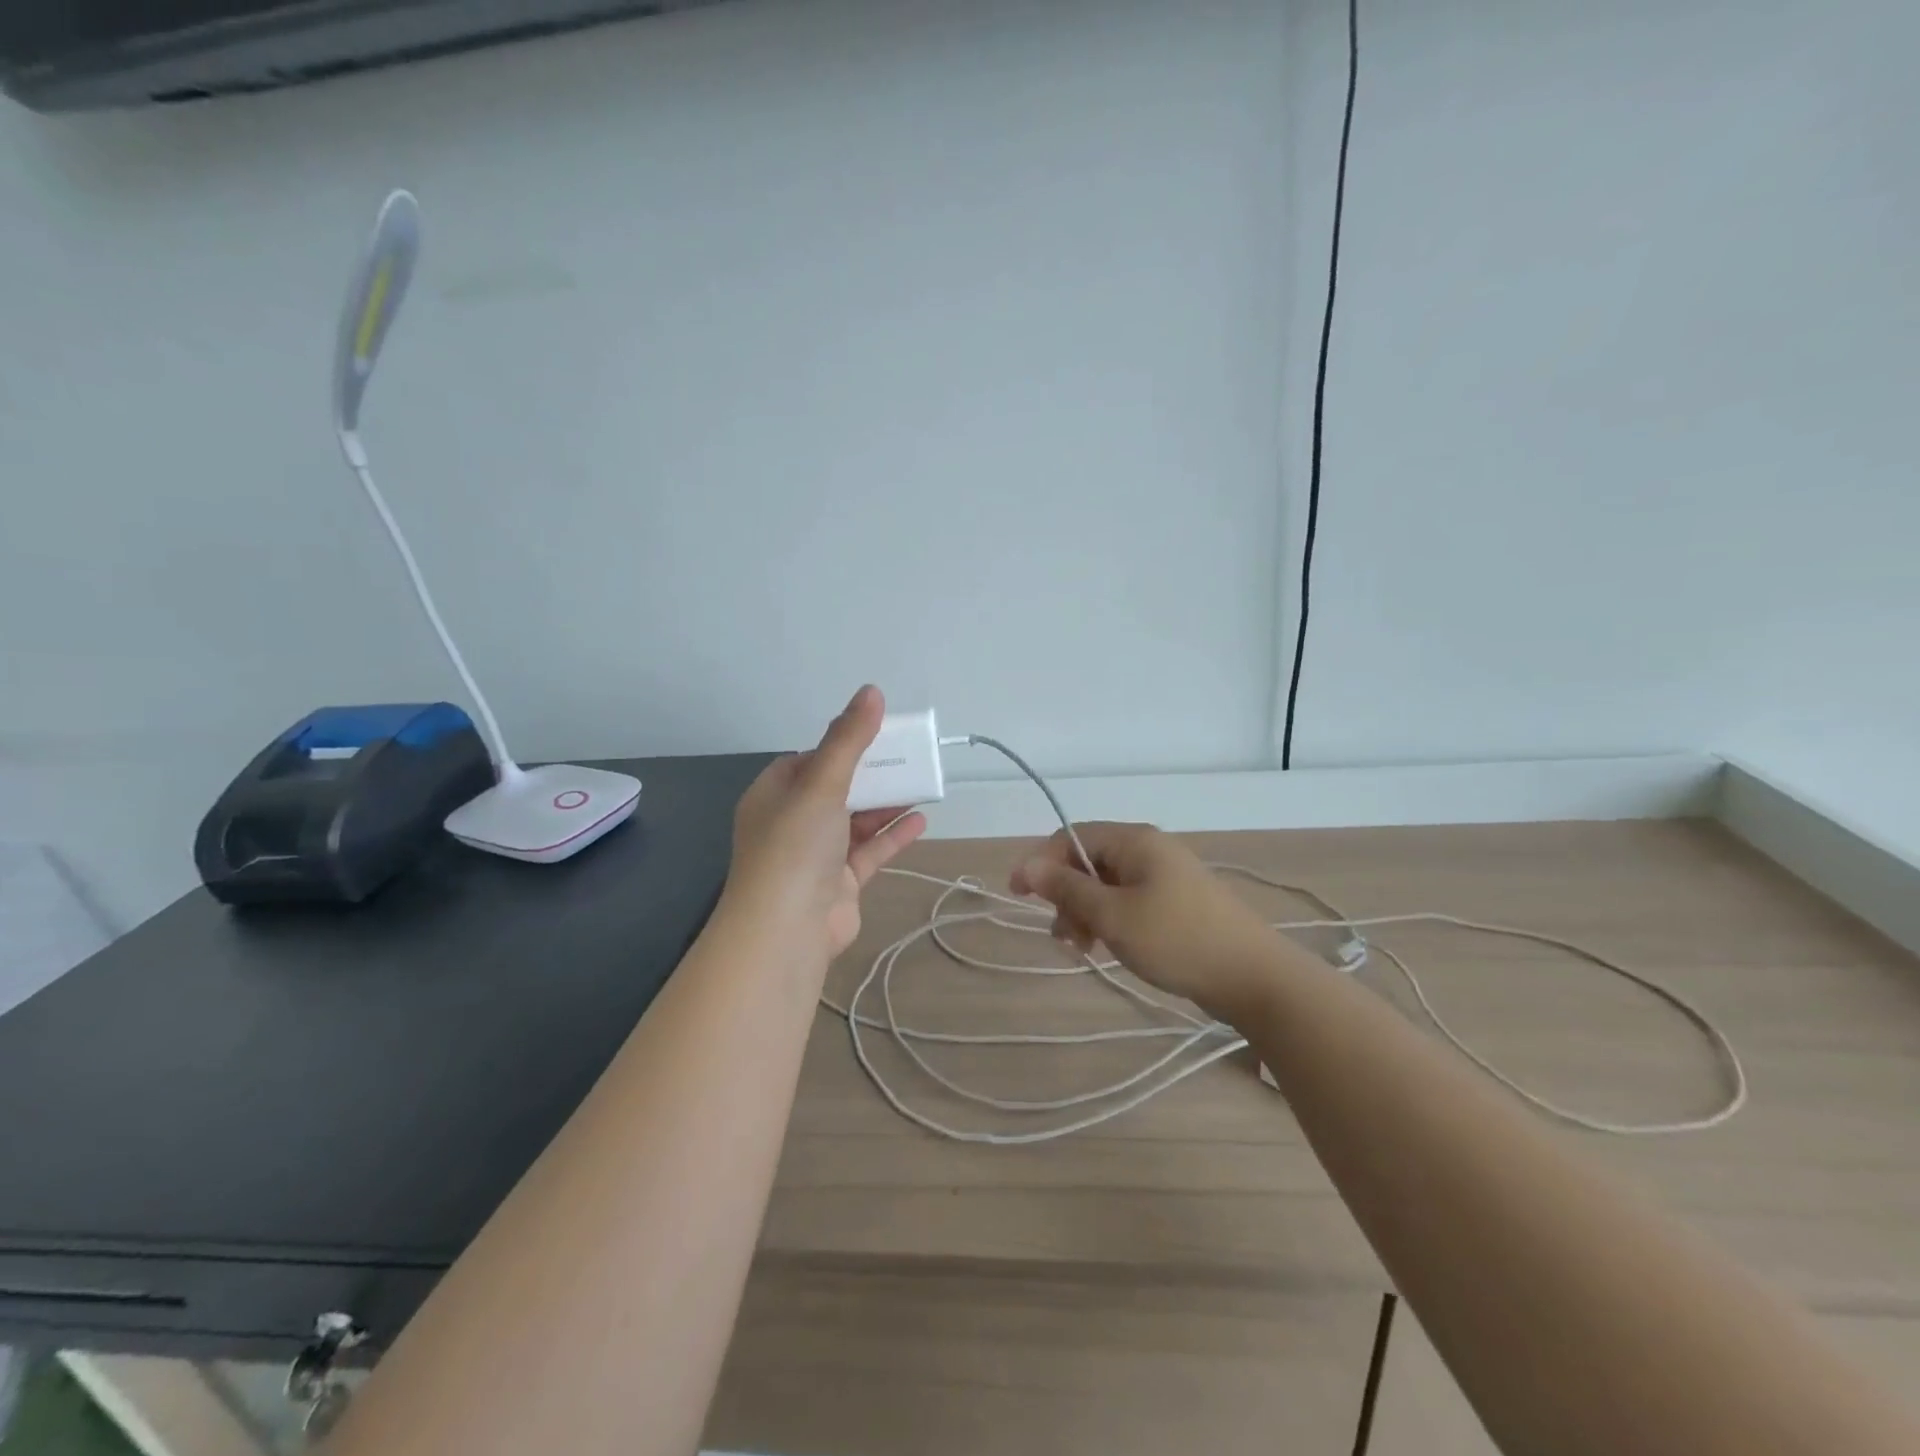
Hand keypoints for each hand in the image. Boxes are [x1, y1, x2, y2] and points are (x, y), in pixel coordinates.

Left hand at [724, 686, 926, 963]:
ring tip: (921, 784)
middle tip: (907, 757)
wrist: (786, 929)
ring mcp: (816, 856)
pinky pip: (869, 852)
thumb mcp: (822, 782)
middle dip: (871, 774)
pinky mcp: (839, 884)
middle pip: (836, 790)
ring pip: (855, 822)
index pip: (807, 761)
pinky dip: (892, 836)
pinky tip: (921, 820)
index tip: (874, 735)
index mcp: (774, 795)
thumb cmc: (796, 845)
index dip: (840, 746)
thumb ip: (849, 739)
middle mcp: (791, 823)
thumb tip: (871, 691)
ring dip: (885, 804)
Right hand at [1010, 822, 1276, 1016]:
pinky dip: (1109, 921)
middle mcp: (1149, 850)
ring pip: (1107, 886)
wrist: (1254, 978)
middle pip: (1089, 861)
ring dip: (1085, 913)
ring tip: (1081, 950)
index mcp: (1135, 841)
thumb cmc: (1177, 940)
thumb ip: (1067, 888)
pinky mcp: (1176, 904)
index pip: (1072, 836)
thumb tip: (1026, 866)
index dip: (1040, 862)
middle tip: (1060, 936)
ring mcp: (1165, 877)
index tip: (1017, 895)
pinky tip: (1104, 948)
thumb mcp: (1113, 915)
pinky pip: (1128, 902)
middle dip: (1065, 895)